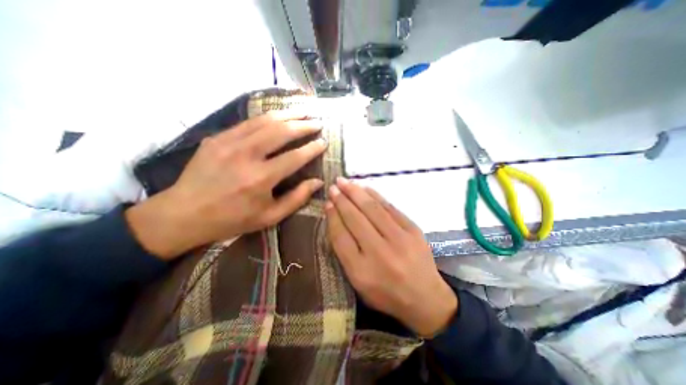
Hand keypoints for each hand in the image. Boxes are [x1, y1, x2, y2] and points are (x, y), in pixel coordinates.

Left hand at [128, 111, 325, 261]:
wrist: (184, 214)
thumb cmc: (233, 219)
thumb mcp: (270, 216)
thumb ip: (297, 198)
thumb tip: (317, 182)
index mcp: (261, 178)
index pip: (295, 157)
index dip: (312, 148)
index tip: (324, 142)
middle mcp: (246, 156)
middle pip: (281, 132)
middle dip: (303, 125)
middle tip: (317, 122)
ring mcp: (229, 143)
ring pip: (265, 121)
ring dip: (287, 114)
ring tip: (303, 111)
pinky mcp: (217, 138)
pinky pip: (248, 123)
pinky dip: (267, 117)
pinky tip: (278, 116)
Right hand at [324, 178, 457, 336]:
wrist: (426, 298)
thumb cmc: (386, 293)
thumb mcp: (359, 282)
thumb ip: (345, 253)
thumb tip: (337, 220)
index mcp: (361, 271)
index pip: (341, 237)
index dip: (333, 217)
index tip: (327, 203)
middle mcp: (379, 253)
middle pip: (355, 219)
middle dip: (342, 200)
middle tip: (333, 186)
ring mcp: (399, 239)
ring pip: (372, 209)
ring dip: (356, 192)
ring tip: (344, 182)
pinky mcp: (413, 229)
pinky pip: (390, 207)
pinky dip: (375, 195)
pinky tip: (365, 188)